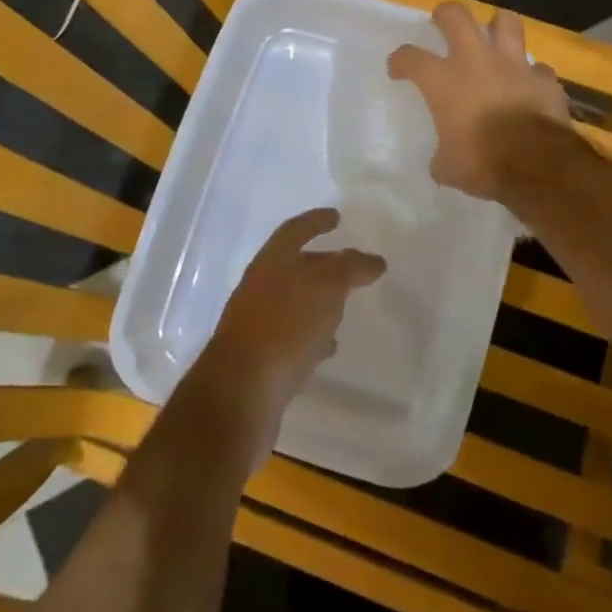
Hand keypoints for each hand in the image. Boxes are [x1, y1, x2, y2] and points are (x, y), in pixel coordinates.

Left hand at [190, 208, 384, 465]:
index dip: (316, 221)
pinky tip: (327, 347)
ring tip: (345, 308)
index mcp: (271, 263)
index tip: (337, 217)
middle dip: (322, 263)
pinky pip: (290, 336)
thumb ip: (349, 269)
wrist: (240, 394)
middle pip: (294, 266)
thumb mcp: (325, 289)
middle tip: (352, 267)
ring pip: (293, 302)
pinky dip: (311, 334)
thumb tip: (371, 260)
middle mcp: (259, 287)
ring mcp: (256, 323)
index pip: (295, 231)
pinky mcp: (259, 358)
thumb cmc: (284, 329)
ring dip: (318, 301)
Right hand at [388, 2, 570, 200]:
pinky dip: (532, 75)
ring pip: (506, 23)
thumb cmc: (482, 163)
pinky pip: (538, 68)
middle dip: (446, 14)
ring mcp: (515, 66)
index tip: (397, 68)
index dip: (400, 60)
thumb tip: (443, 160)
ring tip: (494, 35)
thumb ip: (442, 155)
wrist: (538, 164)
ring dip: (498, 26)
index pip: (410, 57)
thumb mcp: (447, 167)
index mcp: (444, 81)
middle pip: (456, 17)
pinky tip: (529, 86)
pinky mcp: (545, 79)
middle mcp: (477, 62)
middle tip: (442, 21)